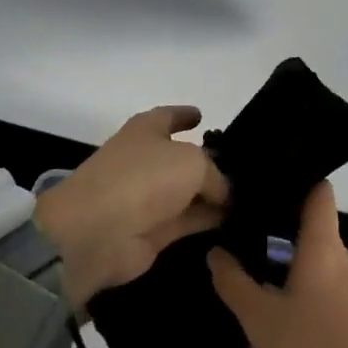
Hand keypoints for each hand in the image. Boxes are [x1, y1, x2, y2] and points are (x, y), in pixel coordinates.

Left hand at [34, 106, 229, 306]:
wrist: (97, 232)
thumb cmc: (143, 178)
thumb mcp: (192, 162)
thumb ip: (215, 174)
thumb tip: (224, 193)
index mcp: (146, 130)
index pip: (169, 116)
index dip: (186, 115)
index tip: (202, 115)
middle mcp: (146, 160)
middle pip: (182, 157)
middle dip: (209, 161)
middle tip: (243, 166)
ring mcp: (147, 198)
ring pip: (188, 192)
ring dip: (212, 195)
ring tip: (249, 196)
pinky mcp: (152, 232)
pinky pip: (187, 221)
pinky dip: (208, 220)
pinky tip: (236, 221)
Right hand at [209, 183, 347, 347]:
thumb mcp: (259, 318)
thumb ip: (234, 281)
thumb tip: (215, 250)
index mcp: (325, 245)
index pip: (319, 190)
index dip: (296, 177)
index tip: (265, 178)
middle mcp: (344, 257)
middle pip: (315, 224)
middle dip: (281, 223)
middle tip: (243, 224)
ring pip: (318, 258)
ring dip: (289, 259)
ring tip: (252, 263)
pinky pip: (326, 283)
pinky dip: (302, 283)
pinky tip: (276, 302)